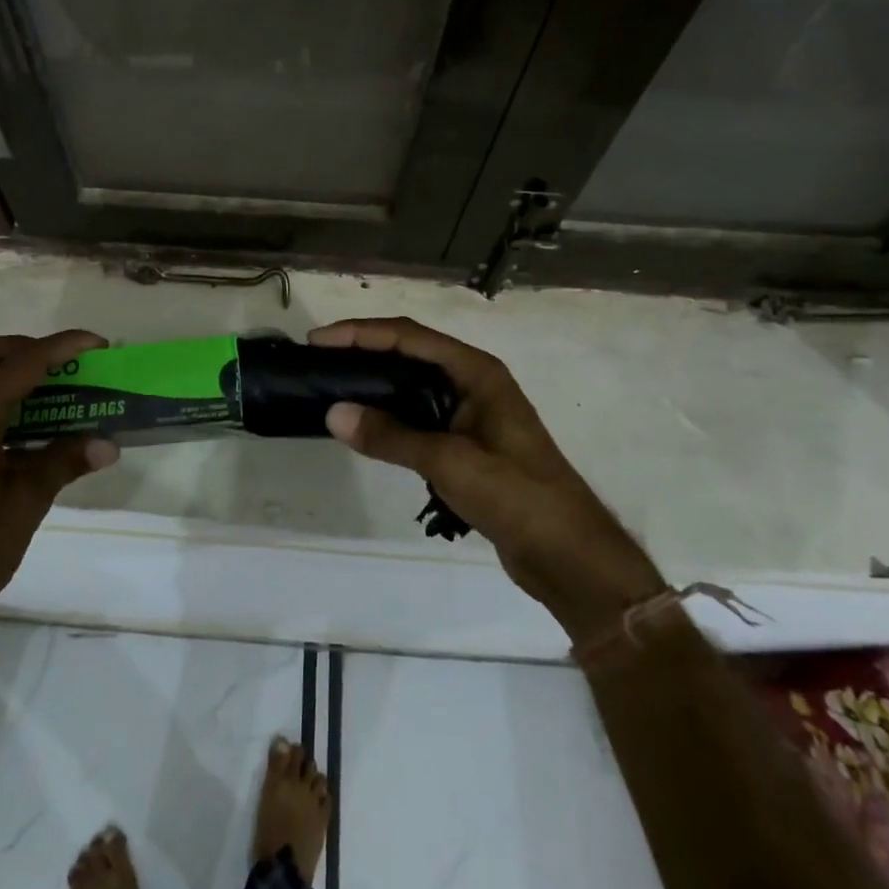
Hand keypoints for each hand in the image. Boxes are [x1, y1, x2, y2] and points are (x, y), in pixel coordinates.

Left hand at [0, 331, 118, 656]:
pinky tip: (28, 429)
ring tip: (52, 392)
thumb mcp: (27, 503)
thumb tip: (109, 443)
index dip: (60, 348)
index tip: (96, 343)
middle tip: (62, 365)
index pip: (19, 366)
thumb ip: (65, 462)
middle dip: (23, 349)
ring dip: (8, 374)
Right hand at [310, 317, 664, 637]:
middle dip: (364, 350)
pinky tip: (365, 424)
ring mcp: (471, 413)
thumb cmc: (517, 496)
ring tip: (333, 385)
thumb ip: (391, 436)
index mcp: (477, 372)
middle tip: (319, 360)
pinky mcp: (466, 443)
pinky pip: (419, 415)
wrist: (569, 555)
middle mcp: (474, 382)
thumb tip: (334, 412)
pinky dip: (389, 413)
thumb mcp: (450, 462)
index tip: (320, 340)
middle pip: (410, 352)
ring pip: (413, 384)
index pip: (410, 337)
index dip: (362, 333)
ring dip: (375, 381)